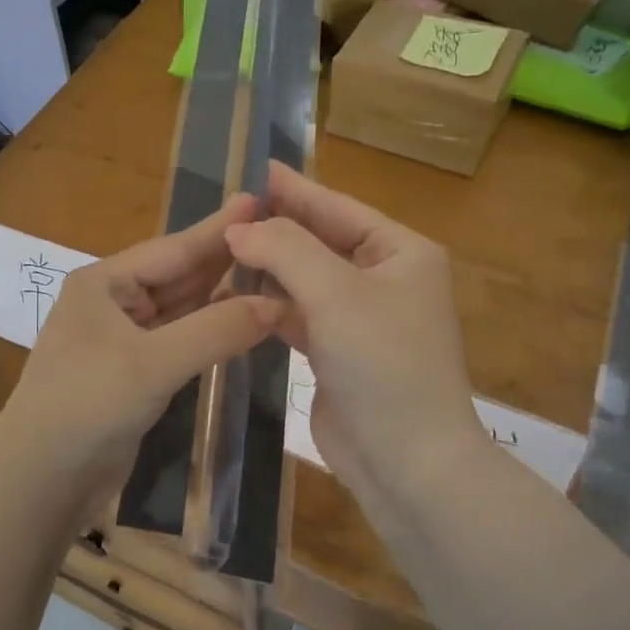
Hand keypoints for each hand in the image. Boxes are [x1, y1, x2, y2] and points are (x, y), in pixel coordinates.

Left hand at [0, 194, 279, 524]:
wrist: (40, 480)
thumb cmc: (87, 406)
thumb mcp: (152, 364)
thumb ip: (216, 331)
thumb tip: (277, 304)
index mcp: (103, 283)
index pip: (173, 249)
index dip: (219, 228)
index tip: (259, 198)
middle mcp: (111, 303)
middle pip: (178, 276)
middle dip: (225, 259)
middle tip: (278, 235)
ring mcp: (121, 340)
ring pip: (181, 310)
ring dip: (221, 297)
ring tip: (271, 272)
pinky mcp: (132, 374)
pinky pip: (179, 342)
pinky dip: (209, 333)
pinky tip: (242, 322)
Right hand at [224, 163, 482, 508]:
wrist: (407, 460)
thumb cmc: (383, 363)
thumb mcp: (335, 294)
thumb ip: (285, 250)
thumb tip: (239, 228)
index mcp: (400, 252)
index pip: (338, 207)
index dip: (295, 188)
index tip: (255, 169)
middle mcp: (384, 278)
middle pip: (321, 240)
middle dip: (277, 226)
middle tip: (227, 208)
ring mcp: (361, 317)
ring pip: (306, 277)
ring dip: (269, 264)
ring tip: (223, 245)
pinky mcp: (338, 351)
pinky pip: (299, 313)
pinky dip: (271, 302)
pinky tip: (237, 292)